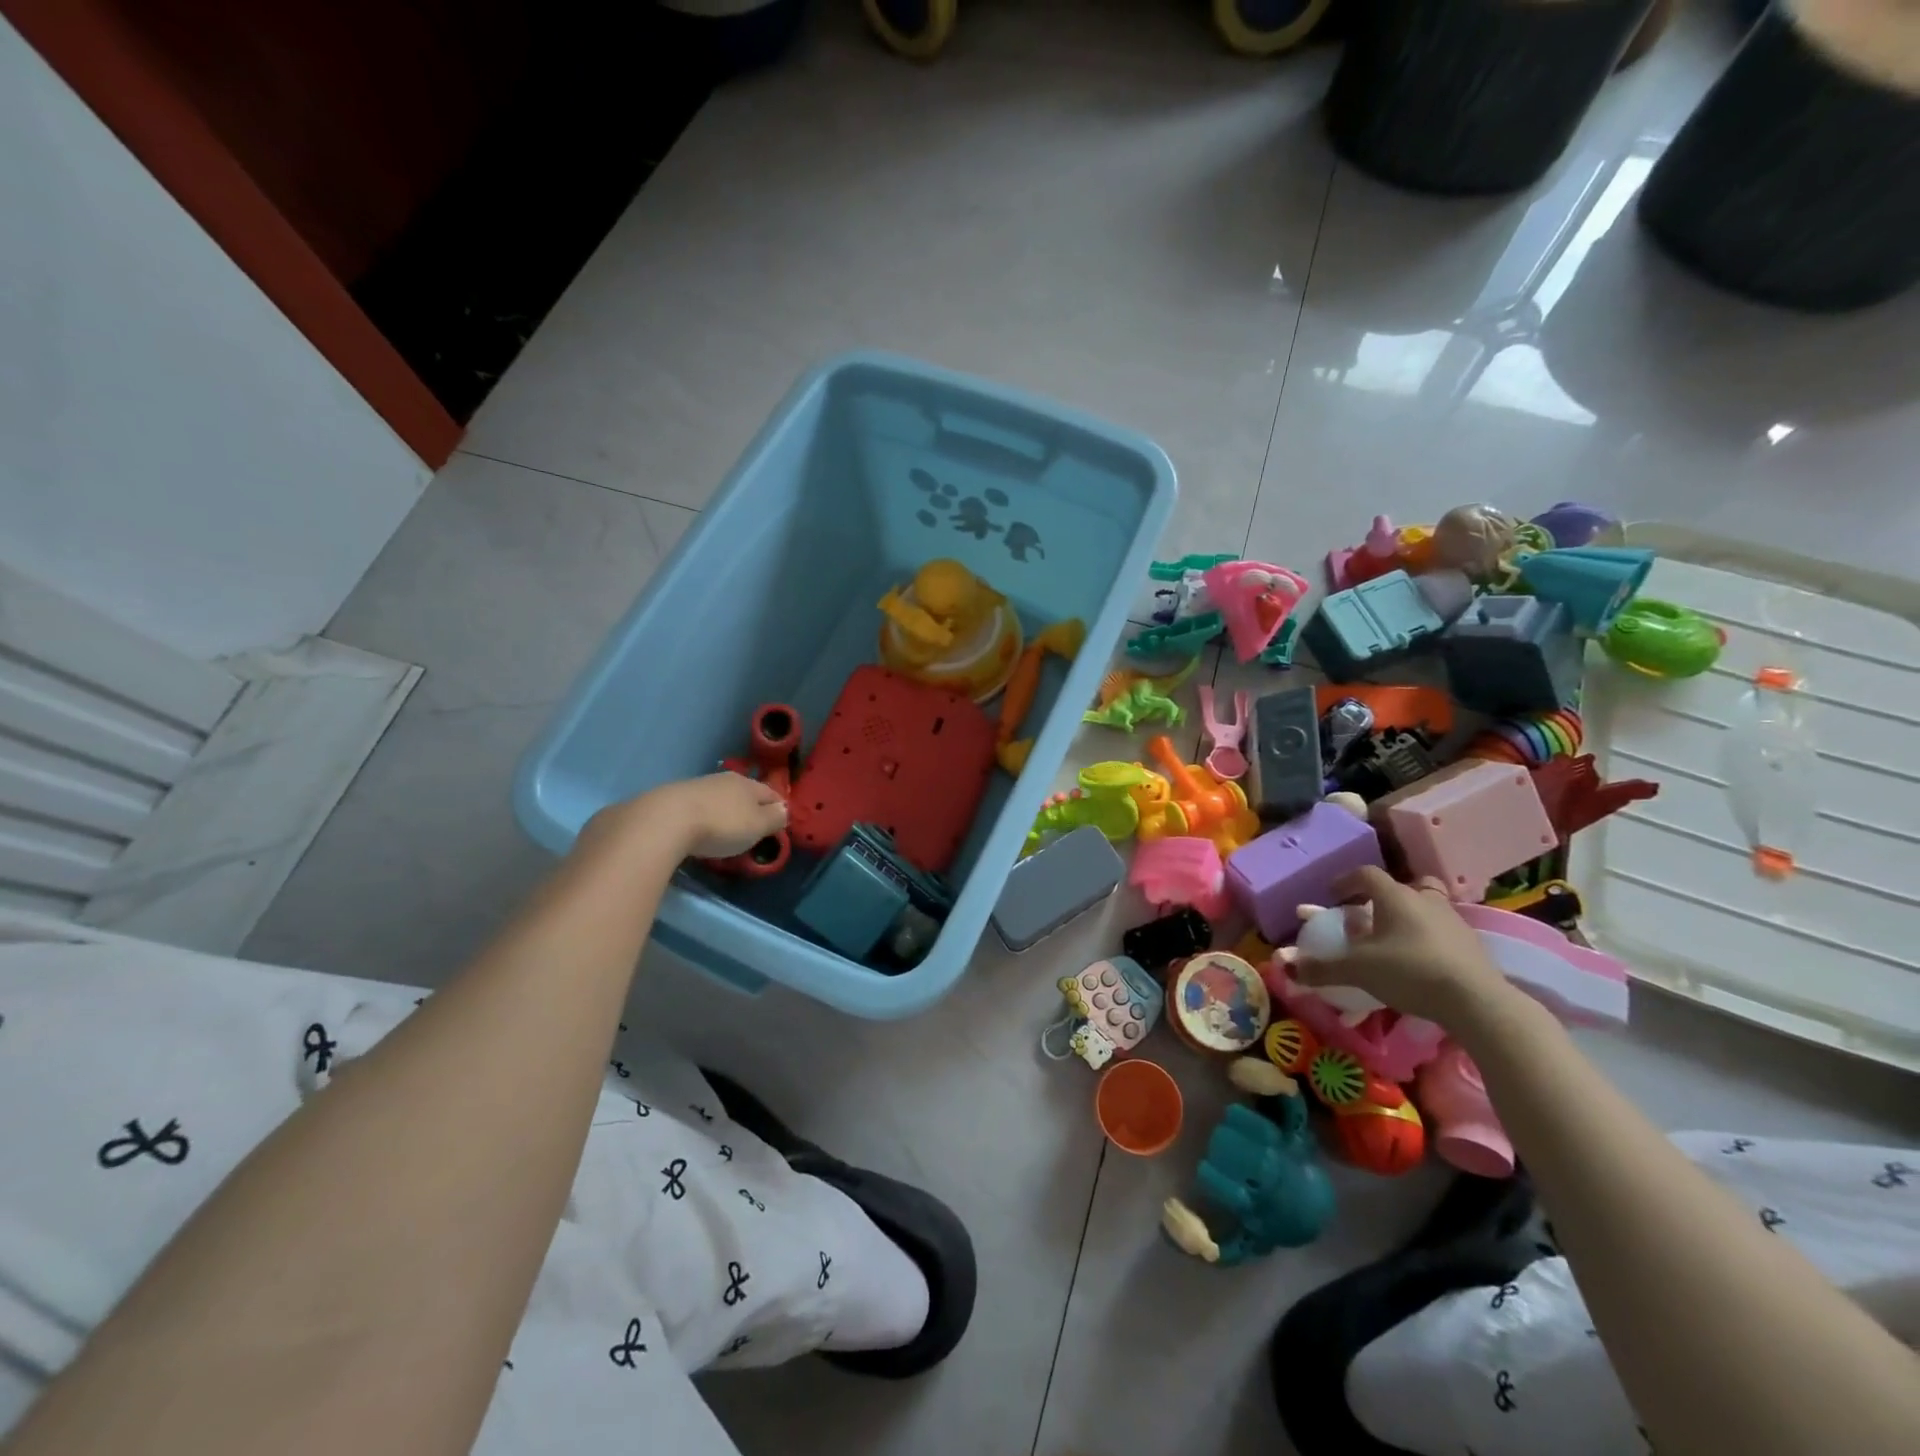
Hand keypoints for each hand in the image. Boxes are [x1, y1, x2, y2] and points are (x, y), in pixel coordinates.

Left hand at [657, 772, 788, 859]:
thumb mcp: (756, 827)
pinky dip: (703, 816)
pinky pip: (698, 806)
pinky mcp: (674, 797)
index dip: (778, 807)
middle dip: (750, 808)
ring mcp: (698, 786)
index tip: (779, 822)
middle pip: (744, 793)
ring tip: (724, 830)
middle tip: (752, 828)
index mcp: (748, 784)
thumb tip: (784, 809)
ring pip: (720, 798)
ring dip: (725, 811)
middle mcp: (725, 779)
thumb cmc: (721, 825)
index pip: (770, 793)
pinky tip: (698, 829)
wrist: (665, 820)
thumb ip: (774, 818)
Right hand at [1291, 865, 1515, 1027]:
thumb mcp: (1357, 970)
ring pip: (1429, 908)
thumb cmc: (1409, 971)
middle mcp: (1426, 901)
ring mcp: (1454, 922)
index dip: (1346, 881)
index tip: (1334, 895)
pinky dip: (1429, 941)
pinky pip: (1444, 933)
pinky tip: (1420, 964)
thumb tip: (1286, 968)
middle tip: (1373, 915)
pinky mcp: (1473, 947)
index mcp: (1395, 897)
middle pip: (1406, 886)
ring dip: (1411, 918)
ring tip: (1396, 943)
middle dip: (1387, 897)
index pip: (1366, 874)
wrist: (1477, 1001)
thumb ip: (1321, 968)